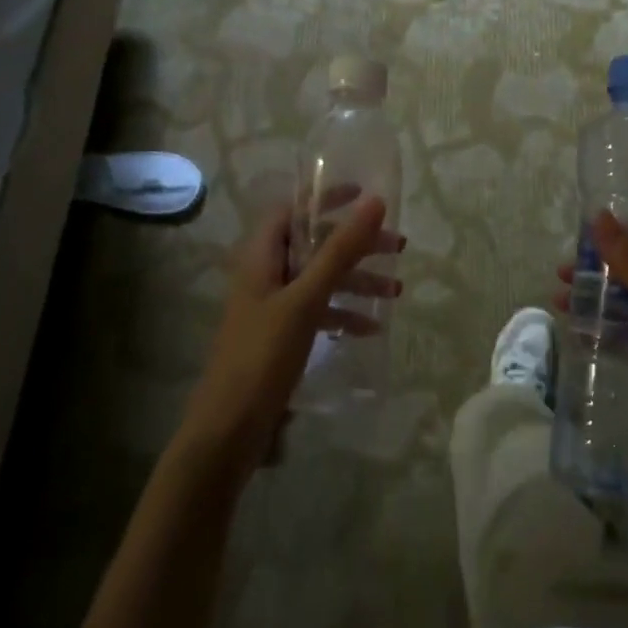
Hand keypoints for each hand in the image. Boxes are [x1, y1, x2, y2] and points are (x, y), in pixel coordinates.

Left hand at [181, 194, 402, 475]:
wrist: (228, 431)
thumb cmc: (262, 355)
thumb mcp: (306, 299)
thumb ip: (340, 251)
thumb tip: (375, 202)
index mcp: (261, 256)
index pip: (293, 208)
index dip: (326, 197)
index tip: (365, 196)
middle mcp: (265, 274)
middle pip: (315, 244)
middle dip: (356, 244)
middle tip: (398, 247)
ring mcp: (273, 306)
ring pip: (321, 279)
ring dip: (358, 281)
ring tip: (397, 292)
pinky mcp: (281, 335)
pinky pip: (318, 311)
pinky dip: (343, 314)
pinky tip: (370, 329)